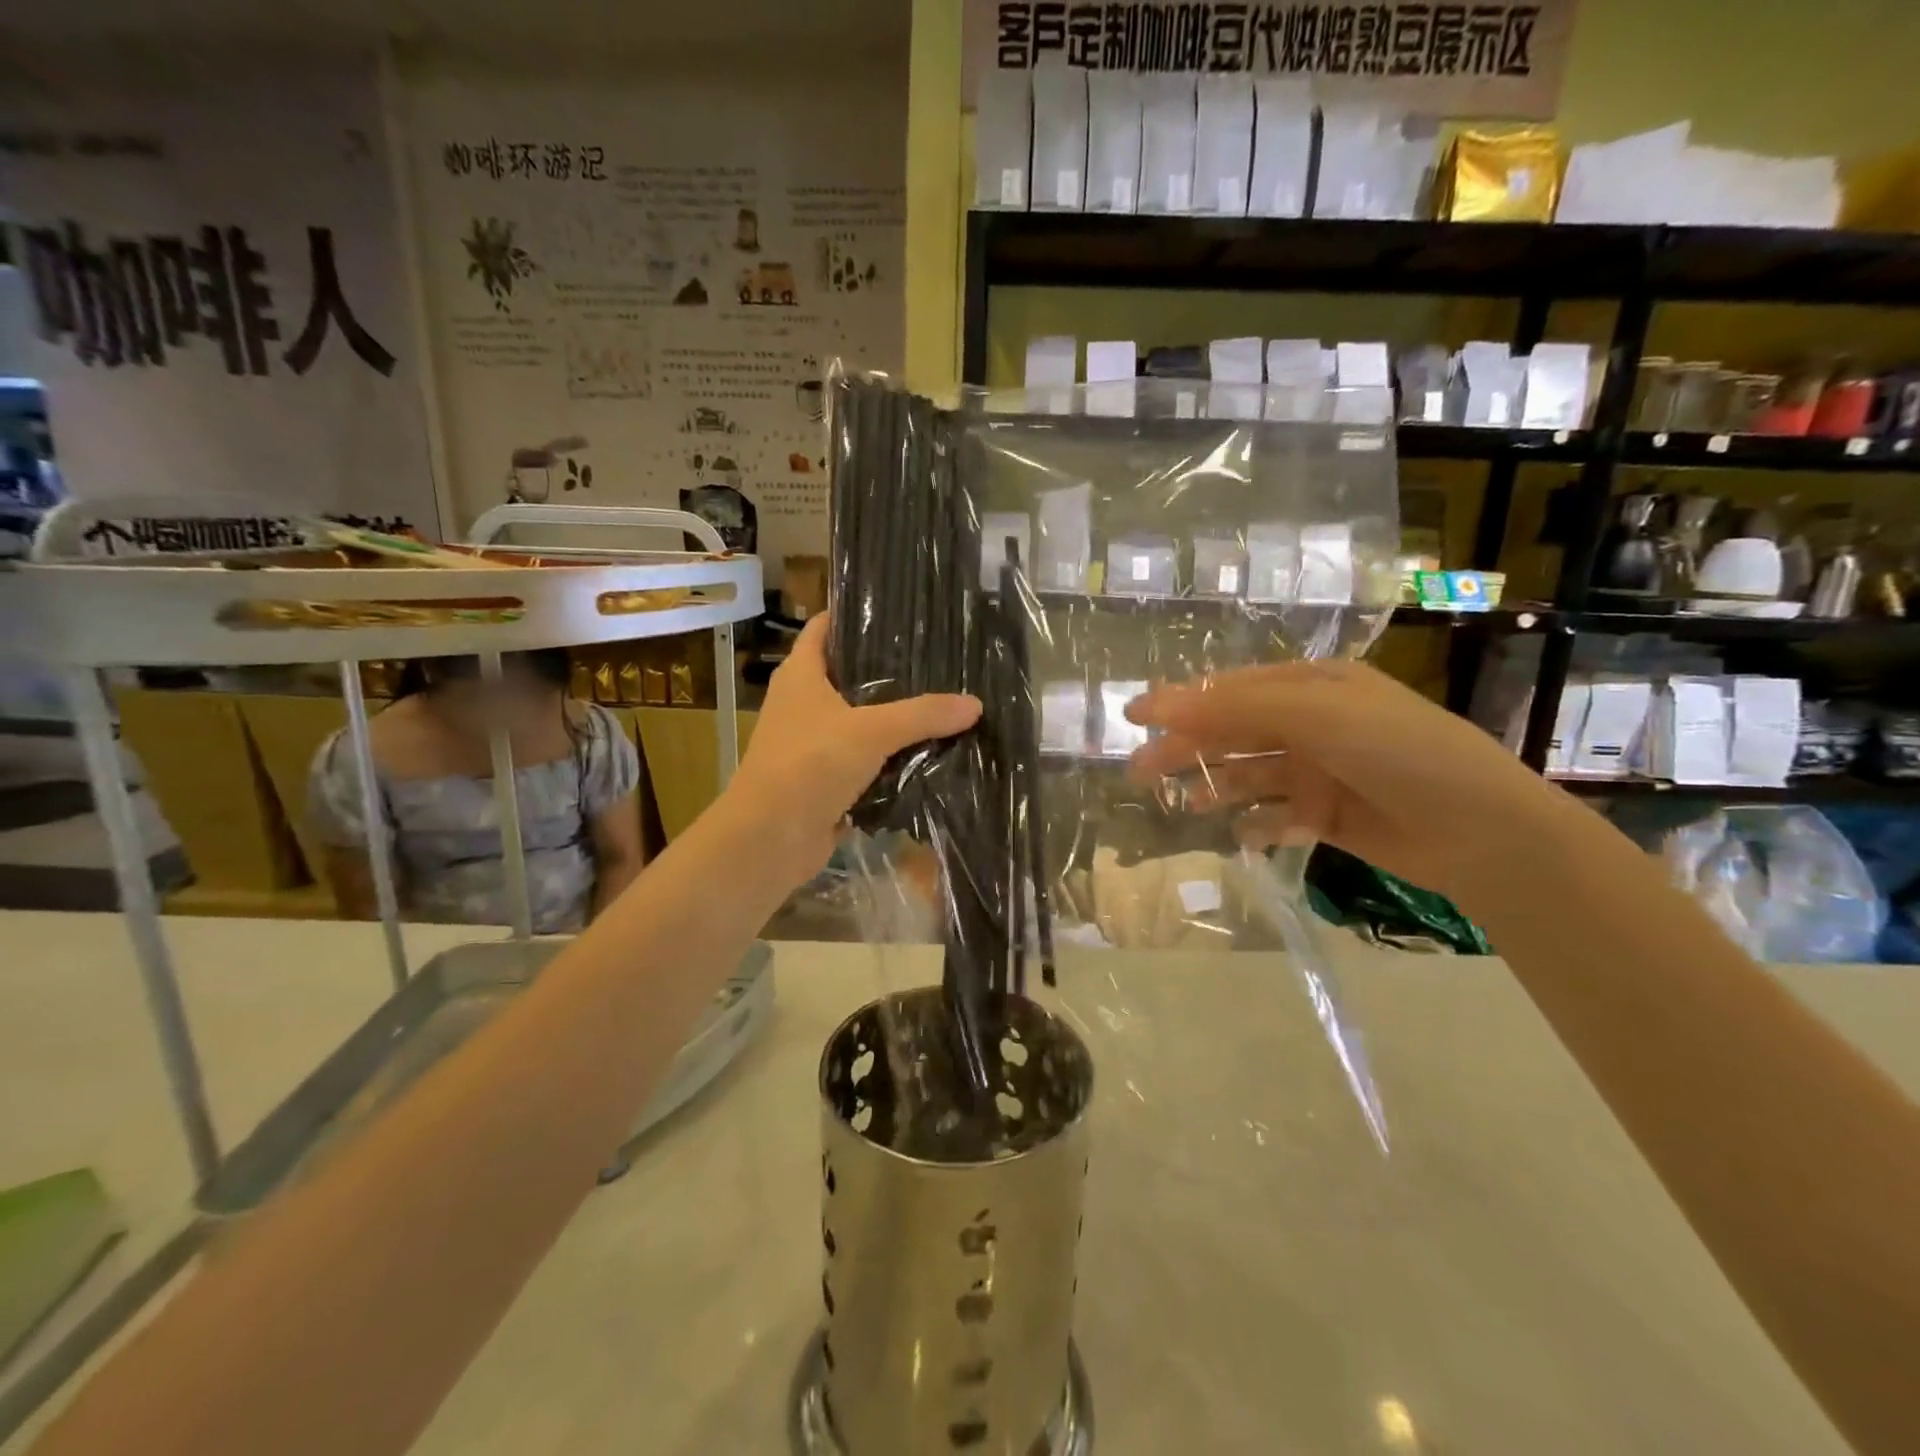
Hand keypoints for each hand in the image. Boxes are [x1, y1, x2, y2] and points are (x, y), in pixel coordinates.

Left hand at [726, 616, 980, 875]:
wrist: (771, 839)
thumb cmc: (809, 765)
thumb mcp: (871, 731)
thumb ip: (923, 715)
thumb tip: (974, 704)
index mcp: (801, 675)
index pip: (825, 627)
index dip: (855, 613)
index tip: (898, 607)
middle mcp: (804, 703)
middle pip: (849, 673)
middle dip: (889, 667)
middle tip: (938, 656)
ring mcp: (814, 743)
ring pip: (861, 719)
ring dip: (895, 716)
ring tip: (943, 699)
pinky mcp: (826, 779)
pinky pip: (866, 759)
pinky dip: (892, 756)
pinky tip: (929, 750)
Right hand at [1125, 660, 1573, 905]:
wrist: (1481, 830)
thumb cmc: (1398, 753)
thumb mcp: (1316, 716)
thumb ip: (1234, 710)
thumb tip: (1157, 706)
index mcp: (1311, 686)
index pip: (1230, 690)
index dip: (1180, 702)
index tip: (1134, 718)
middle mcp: (1311, 724)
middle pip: (1232, 733)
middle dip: (1187, 750)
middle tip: (1139, 773)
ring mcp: (1319, 770)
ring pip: (1248, 775)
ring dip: (1216, 786)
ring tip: (1185, 805)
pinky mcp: (1326, 814)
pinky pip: (1275, 814)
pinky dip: (1256, 823)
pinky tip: (1245, 833)